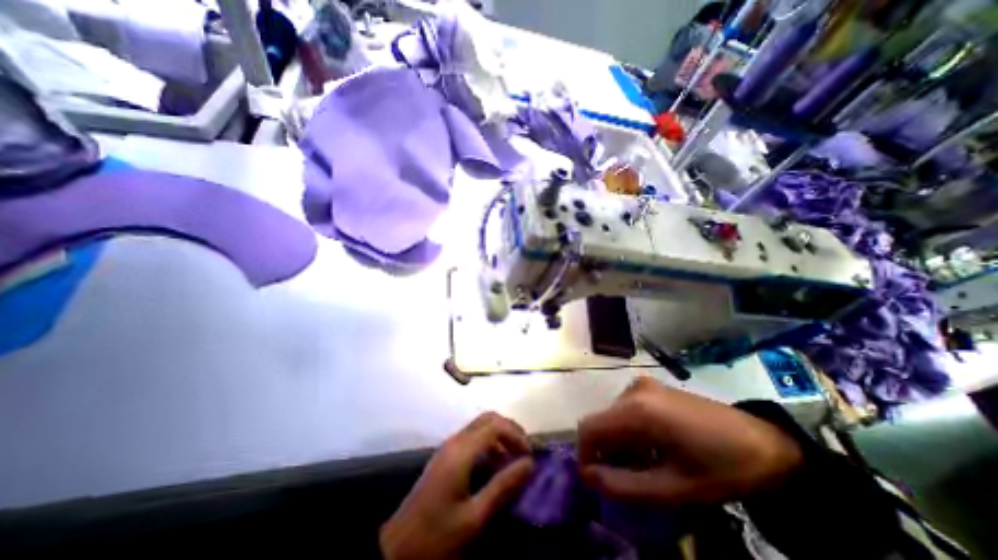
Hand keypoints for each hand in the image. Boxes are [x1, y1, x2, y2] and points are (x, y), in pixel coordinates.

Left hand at [383, 412, 538, 559]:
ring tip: (514, 458)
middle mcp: (455, 441)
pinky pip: (472, 437)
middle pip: (488, 418)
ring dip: (500, 435)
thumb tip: (530, 464)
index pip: (495, 425)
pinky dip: (489, 442)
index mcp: (462, 451)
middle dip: (510, 429)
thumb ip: (503, 486)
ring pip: (480, 425)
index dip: (516, 434)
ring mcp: (449, 447)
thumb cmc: (436, 536)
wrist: (397, 550)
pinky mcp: (446, 456)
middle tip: (525, 451)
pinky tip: (495, 465)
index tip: (530, 455)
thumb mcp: (474, 517)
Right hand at [577, 379, 800, 504]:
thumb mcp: (674, 487)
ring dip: (617, 442)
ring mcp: (642, 386)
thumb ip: (624, 485)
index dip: (584, 455)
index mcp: (637, 410)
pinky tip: (650, 447)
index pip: (589, 428)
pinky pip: (625, 410)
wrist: (766, 443)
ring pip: (611, 416)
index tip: (594, 481)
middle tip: (623, 479)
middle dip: (604, 451)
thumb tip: (588, 477)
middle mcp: (633, 390)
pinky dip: (628, 431)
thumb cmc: (721, 469)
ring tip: (642, 466)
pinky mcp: (651, 388)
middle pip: (601, 422)